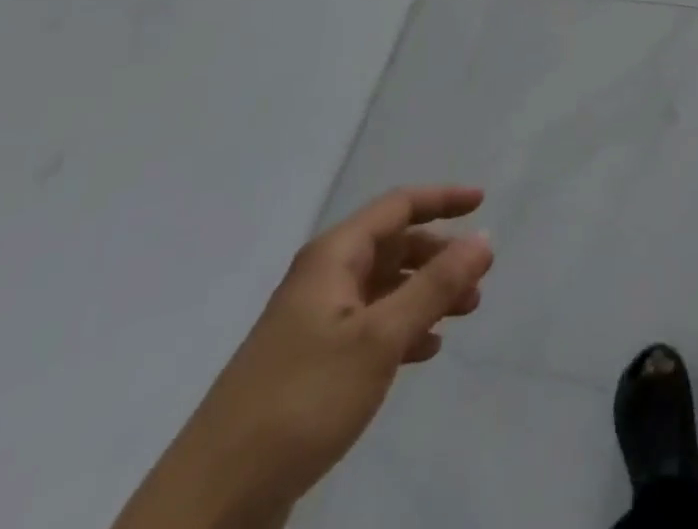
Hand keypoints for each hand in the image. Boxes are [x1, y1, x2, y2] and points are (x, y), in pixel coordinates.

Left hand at [114, 185, 493, 528]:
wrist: (212, 501)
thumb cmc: (302, 399)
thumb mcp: (379, 338)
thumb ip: (436, 285)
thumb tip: (485, 238)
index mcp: (333, 257)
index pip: (398, 206)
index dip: (442, 199)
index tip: (483, 202)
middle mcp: (323, 279)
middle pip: (393, 246)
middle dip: (440, 255)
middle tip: (479, 277)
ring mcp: (314, 323)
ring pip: (385, 288)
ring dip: (427, 293)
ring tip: (464, 313)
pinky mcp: (311, 366)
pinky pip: (371, 327)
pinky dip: (404, 329)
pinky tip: (426, 352)